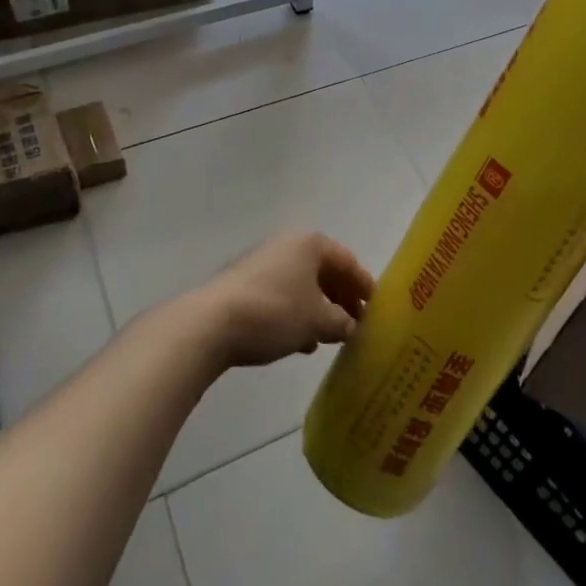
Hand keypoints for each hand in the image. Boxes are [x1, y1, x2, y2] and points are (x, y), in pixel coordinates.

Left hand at [191, 231, 375, 369]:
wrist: (210, 324)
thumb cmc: (274, 313)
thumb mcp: (317, 321)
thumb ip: (341, 322)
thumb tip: (351, 326)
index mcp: (310, 243)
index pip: (347, 261)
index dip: (363, 285)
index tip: (375, 308)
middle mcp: (287, 245)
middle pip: (324, 271)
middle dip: (341, 298)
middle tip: (356, 323)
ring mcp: (262, 263)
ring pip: (301, 284)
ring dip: (318, 308)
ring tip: (330, 336)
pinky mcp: (243, 284)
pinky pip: (281, 295)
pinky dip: (296, 313)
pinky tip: (301, 341)